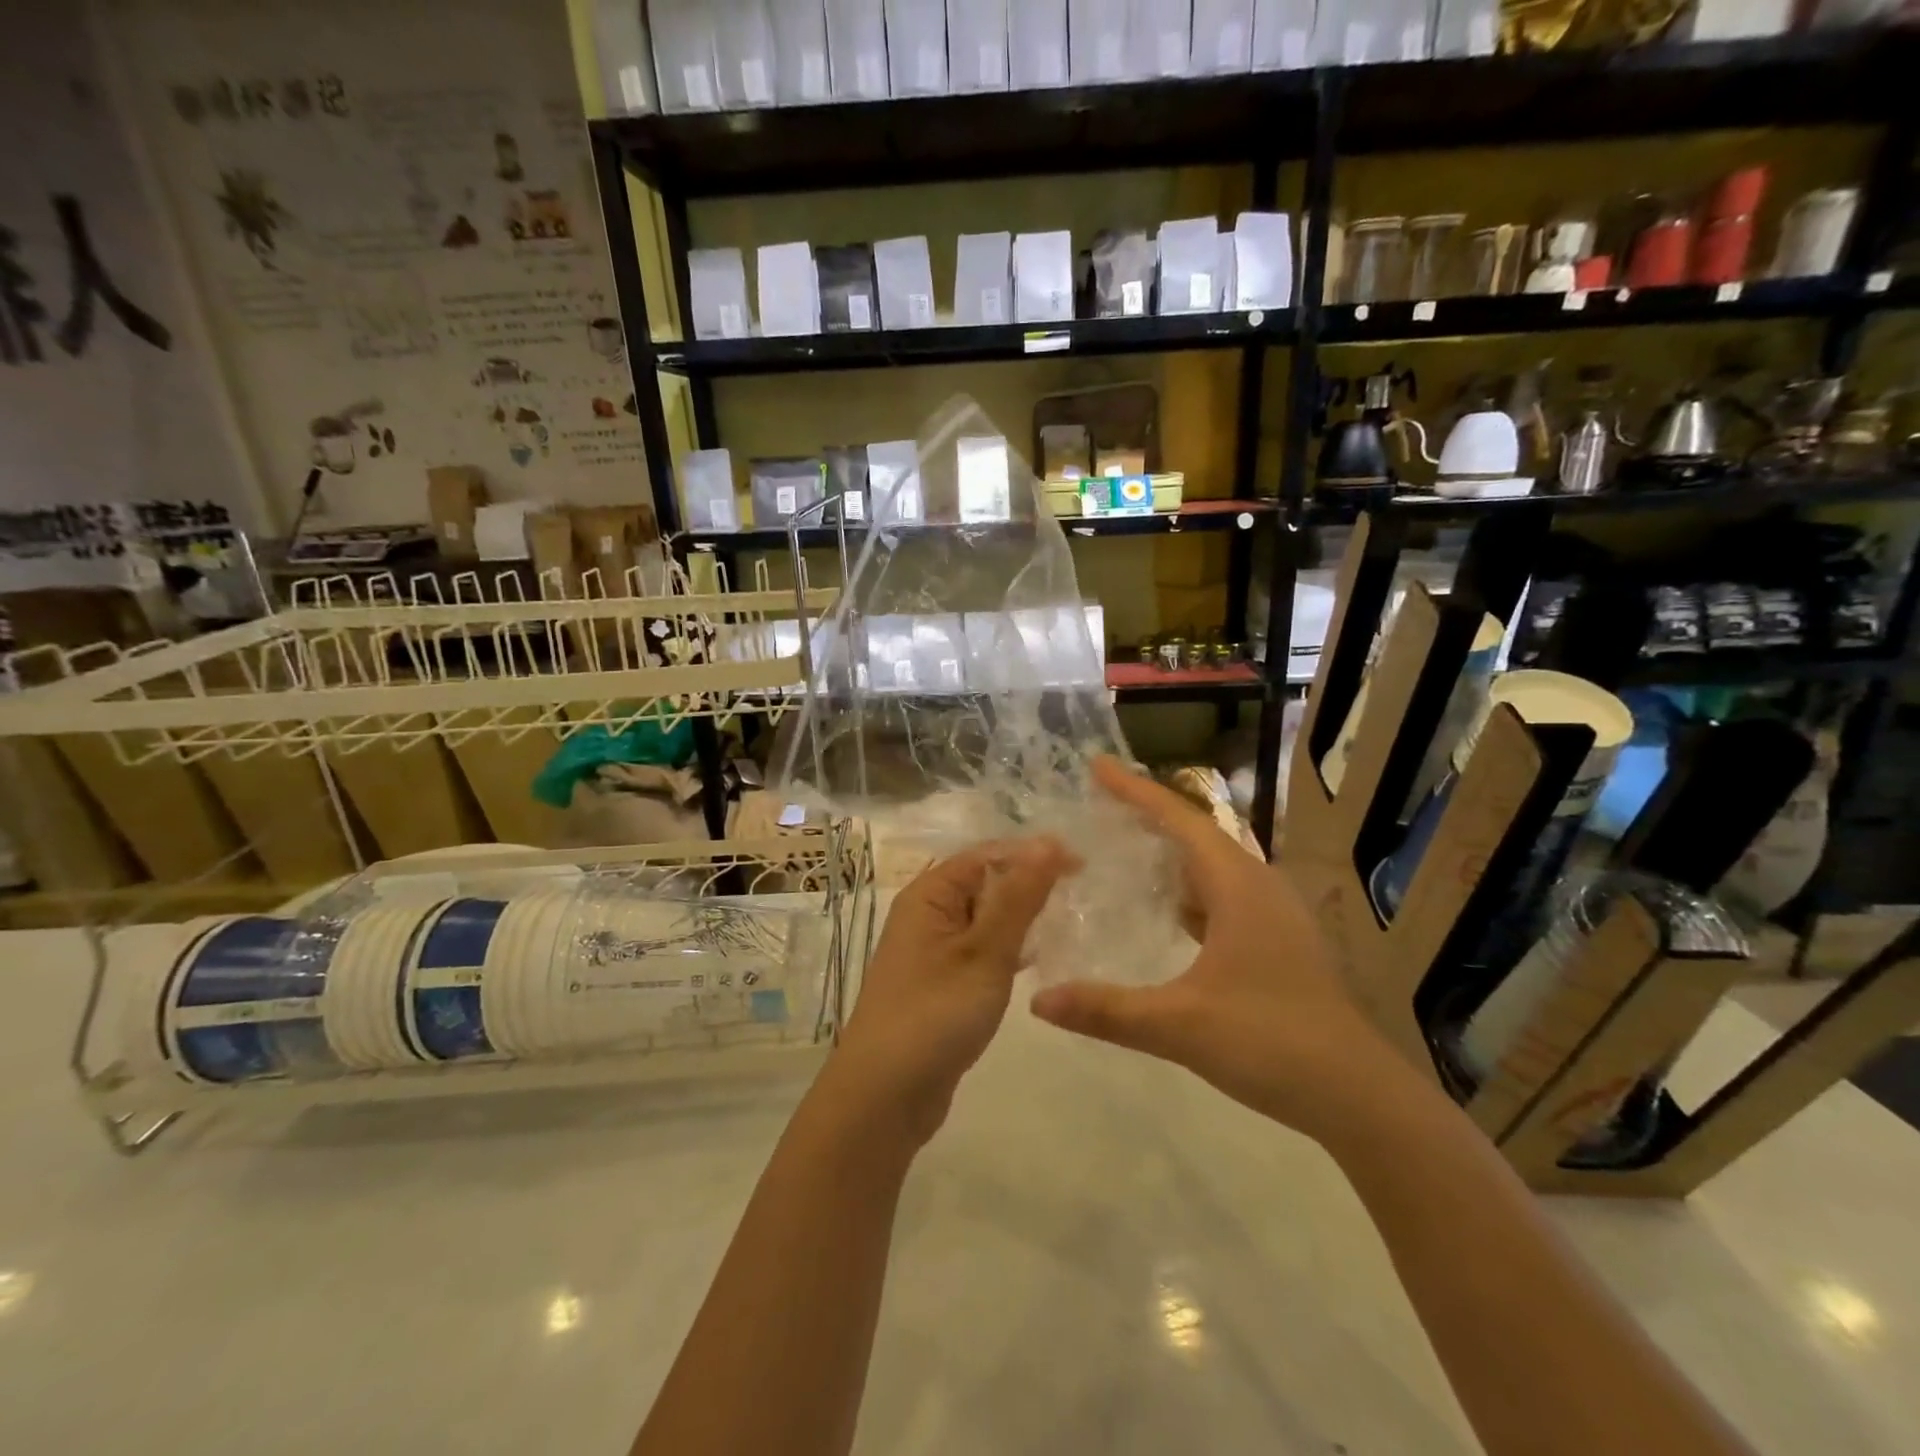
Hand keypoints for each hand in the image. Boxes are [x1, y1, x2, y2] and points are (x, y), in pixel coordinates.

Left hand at [832, 836, 1075, 1143]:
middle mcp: (927, 914)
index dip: (1033, 854)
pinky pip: (980, 949)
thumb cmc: (935, 1014)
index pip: (987, 854)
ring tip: (1070, 922)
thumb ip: (1019, 896)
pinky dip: (1008, 948)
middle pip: (985, 882)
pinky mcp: (941, 983)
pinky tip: (1037, 959)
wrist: (885, 1096)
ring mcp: (932, 950)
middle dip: (1030, 884)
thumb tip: (1050, 841)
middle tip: (1084, 894)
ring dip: (1021, 917)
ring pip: (985, 918)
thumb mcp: (985, 951)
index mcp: (929, 894)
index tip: (1083, 866)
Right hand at [1029, 757, 1402, 1140]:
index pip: (1179, 819)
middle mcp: (1257, 886)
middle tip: (1099, 804)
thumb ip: (1107, 1011)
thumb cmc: (1271, 1043)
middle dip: (1147, 815)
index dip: (1135, 791)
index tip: (1096, 766)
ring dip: (1169, 852)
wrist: (1357, 1094)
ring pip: (1211, 865)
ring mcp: (1272, 913)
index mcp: (1238, 886)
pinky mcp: (1277, 940)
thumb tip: (1038, 1002)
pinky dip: (1187, 889)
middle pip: (1196, 833)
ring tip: (1122, 847)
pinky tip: (1164, 909)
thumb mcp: (1180, 1025)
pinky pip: (1222, 894)